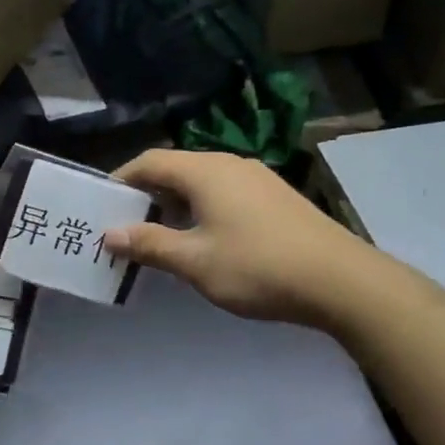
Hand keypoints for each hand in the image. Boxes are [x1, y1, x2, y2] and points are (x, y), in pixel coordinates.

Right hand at [104, 150, 402, 331]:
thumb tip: (109, 234)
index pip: (149, 161)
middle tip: (123, 225)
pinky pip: (224, 193)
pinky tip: (202, 239)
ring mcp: (257, 178)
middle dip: (145, 194)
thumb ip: (149, 244)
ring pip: (201, 182)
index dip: (121, 180)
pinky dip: (201, 209)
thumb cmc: (259, 267)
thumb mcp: (195, 261)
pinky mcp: (275, 197)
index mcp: (205, 171)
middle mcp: (229, 164)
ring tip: (157, 235)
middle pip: (174, 168)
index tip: (100, 206)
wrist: (344, 282)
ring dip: (173, 203)